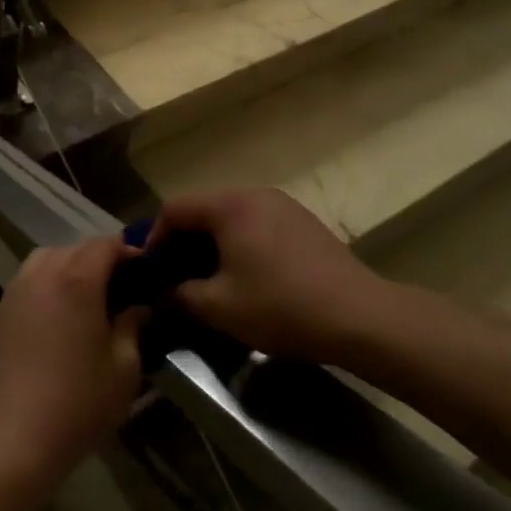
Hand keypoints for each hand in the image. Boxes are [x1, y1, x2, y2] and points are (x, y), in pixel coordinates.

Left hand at [0, 235, 145, 493]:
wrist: (14, 440)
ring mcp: (16, 290)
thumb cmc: (78, 404)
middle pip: (76, 248)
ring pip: (48, 258)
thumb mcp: (124, 369)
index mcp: (77, 280)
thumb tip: (138, 306)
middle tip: (121, 287)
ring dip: (71, 266)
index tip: (146, 270)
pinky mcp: (0, 311)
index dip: (128, 252)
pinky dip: (47, 282)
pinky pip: (28, 279)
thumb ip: (133, 327)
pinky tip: (58, 314)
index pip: (106, 244)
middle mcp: (44, 273)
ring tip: (87, 296)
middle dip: (101, 259)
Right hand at [154, 188, 379, 360]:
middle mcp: (254, 193)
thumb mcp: (219, 307)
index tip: (151, 272)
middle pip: (203, 209)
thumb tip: (160, 295)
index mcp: (229, 205)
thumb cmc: (281, 305)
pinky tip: (247, 277)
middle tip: (176, 278)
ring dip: (213, 245)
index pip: (175, 209)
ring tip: (209, 280)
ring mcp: (283, 205)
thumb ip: (180, 296)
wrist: (359, 316)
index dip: (154, 238)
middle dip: (184, 243)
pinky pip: (257, 224)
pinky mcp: (303, 222)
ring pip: (231, 217)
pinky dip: (240, 244)